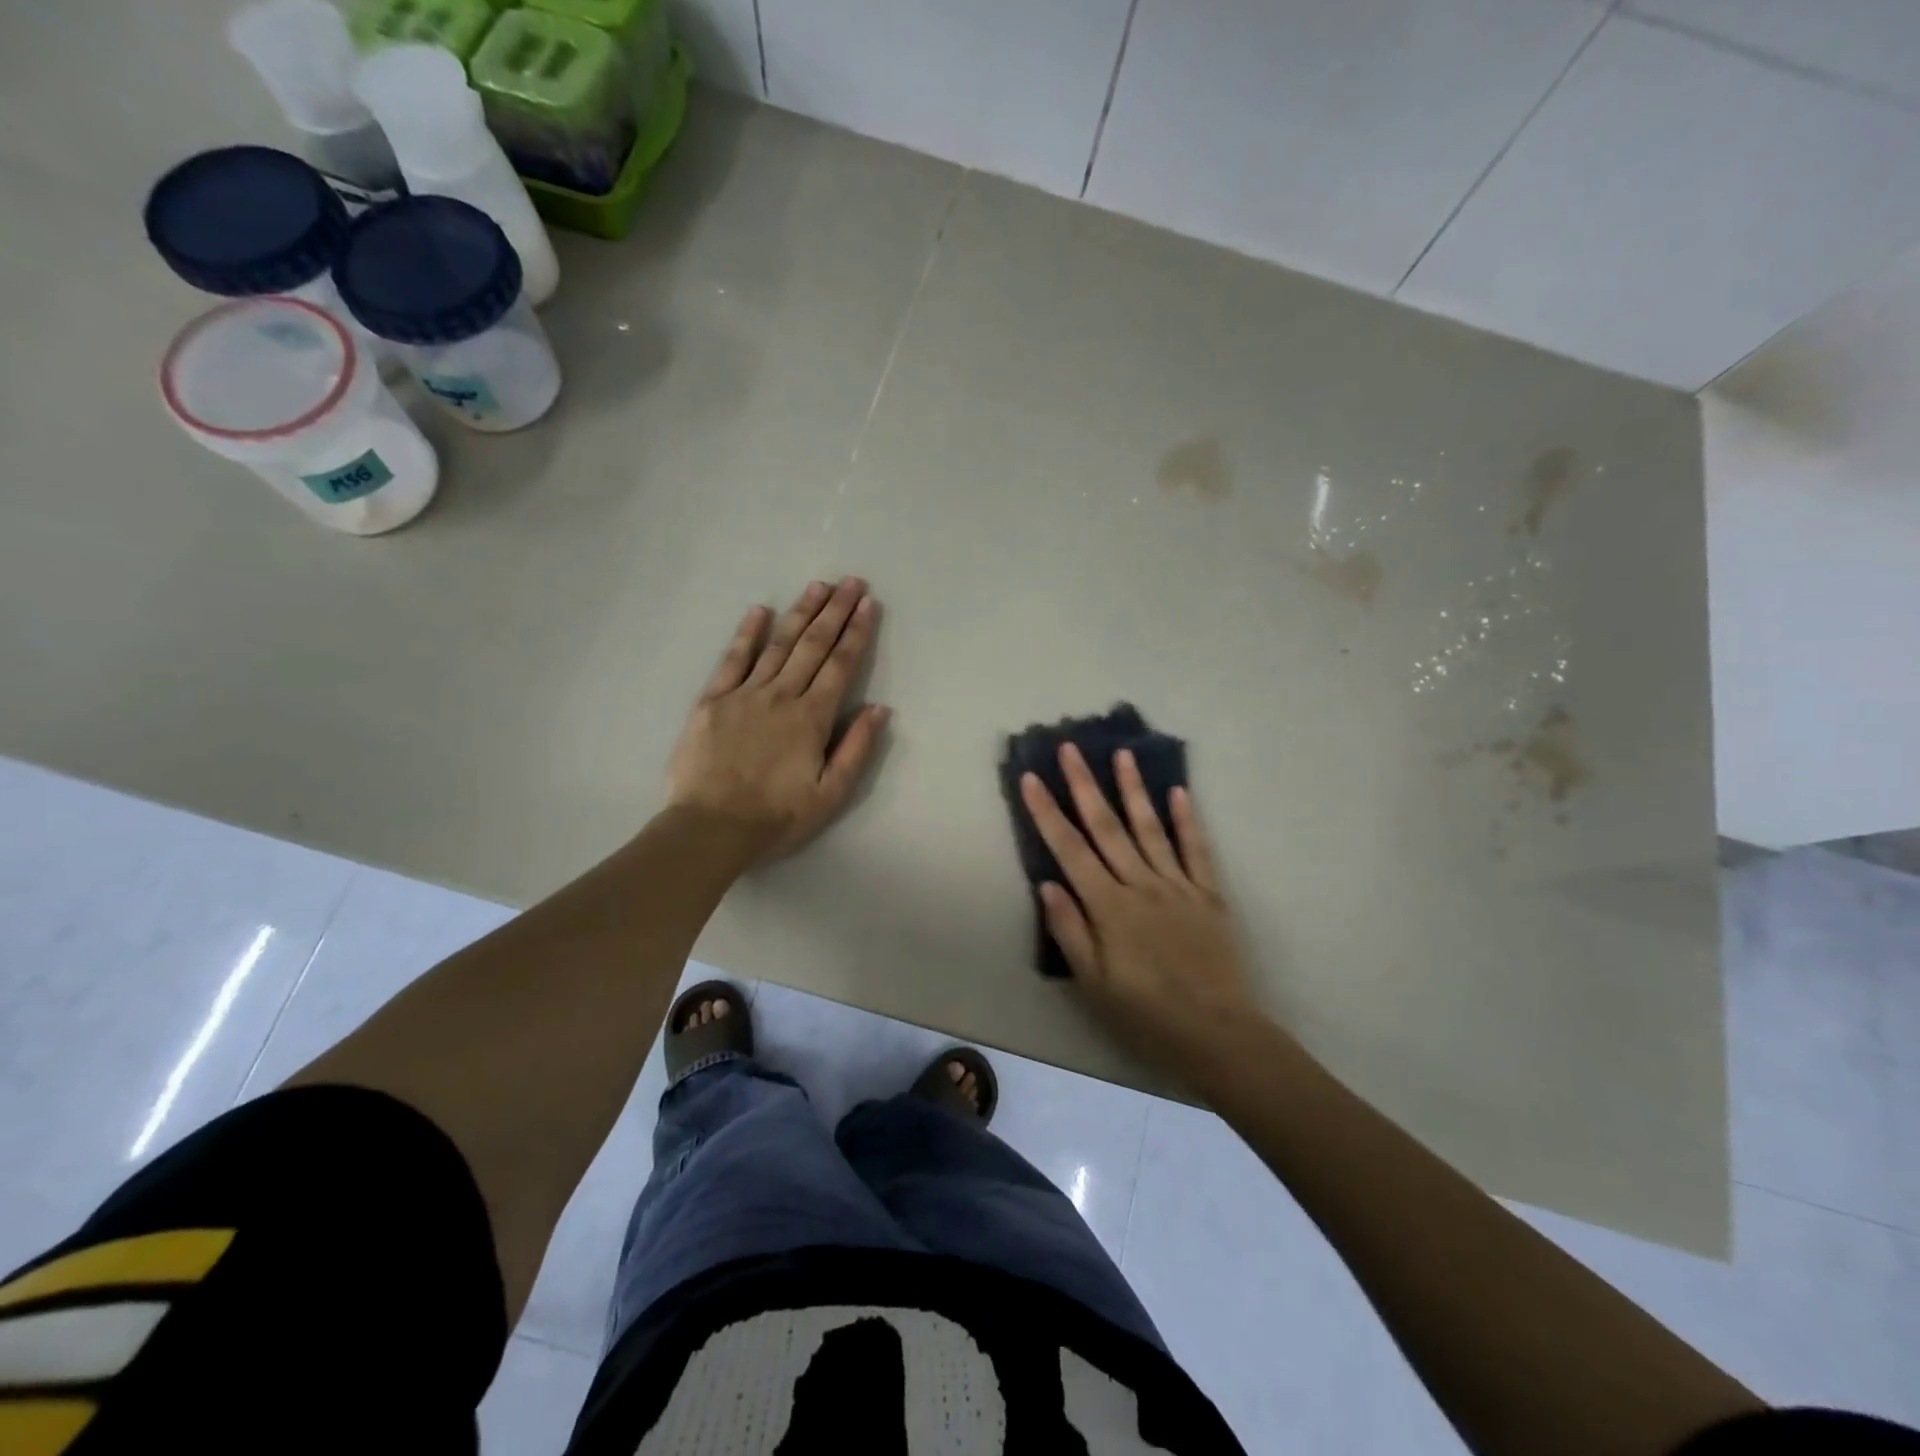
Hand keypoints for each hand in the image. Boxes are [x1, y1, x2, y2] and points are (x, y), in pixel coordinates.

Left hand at [667, 578, 888, 863]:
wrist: (711, 828)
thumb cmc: (776, 816)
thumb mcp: (830, 794)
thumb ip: (856, 749)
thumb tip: (879, 708)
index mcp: (812, 718)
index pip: (840, 666)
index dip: (856, 633)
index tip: (868, 604)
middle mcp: (781, 696)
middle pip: (813, 645)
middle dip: (835, 612)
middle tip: (850, 582)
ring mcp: (745, 694)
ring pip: (778, 645)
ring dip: (800, 613)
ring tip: (817, 586)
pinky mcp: (713, 701)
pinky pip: (732, 659)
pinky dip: (747, 634)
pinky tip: (759, 610)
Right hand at [1020, 745, 1258, 1077]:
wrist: (1218, 1034)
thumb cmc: (1146, 1015)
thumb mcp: (1094, 984)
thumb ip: (1070, 930)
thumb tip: (1047, 883)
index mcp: (1109, 906)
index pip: (1070, 850)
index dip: (1047, 812)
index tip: (1032, 778)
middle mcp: (1141, 884)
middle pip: (1107, 827)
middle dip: (1084, 785)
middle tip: (1070, 748)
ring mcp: (1178, 886)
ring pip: (1150, 828)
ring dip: (1133, 789)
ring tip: (1121, 754)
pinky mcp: (1209, 895)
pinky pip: (1197, 850)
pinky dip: (1187, 819)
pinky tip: (1178, 791)